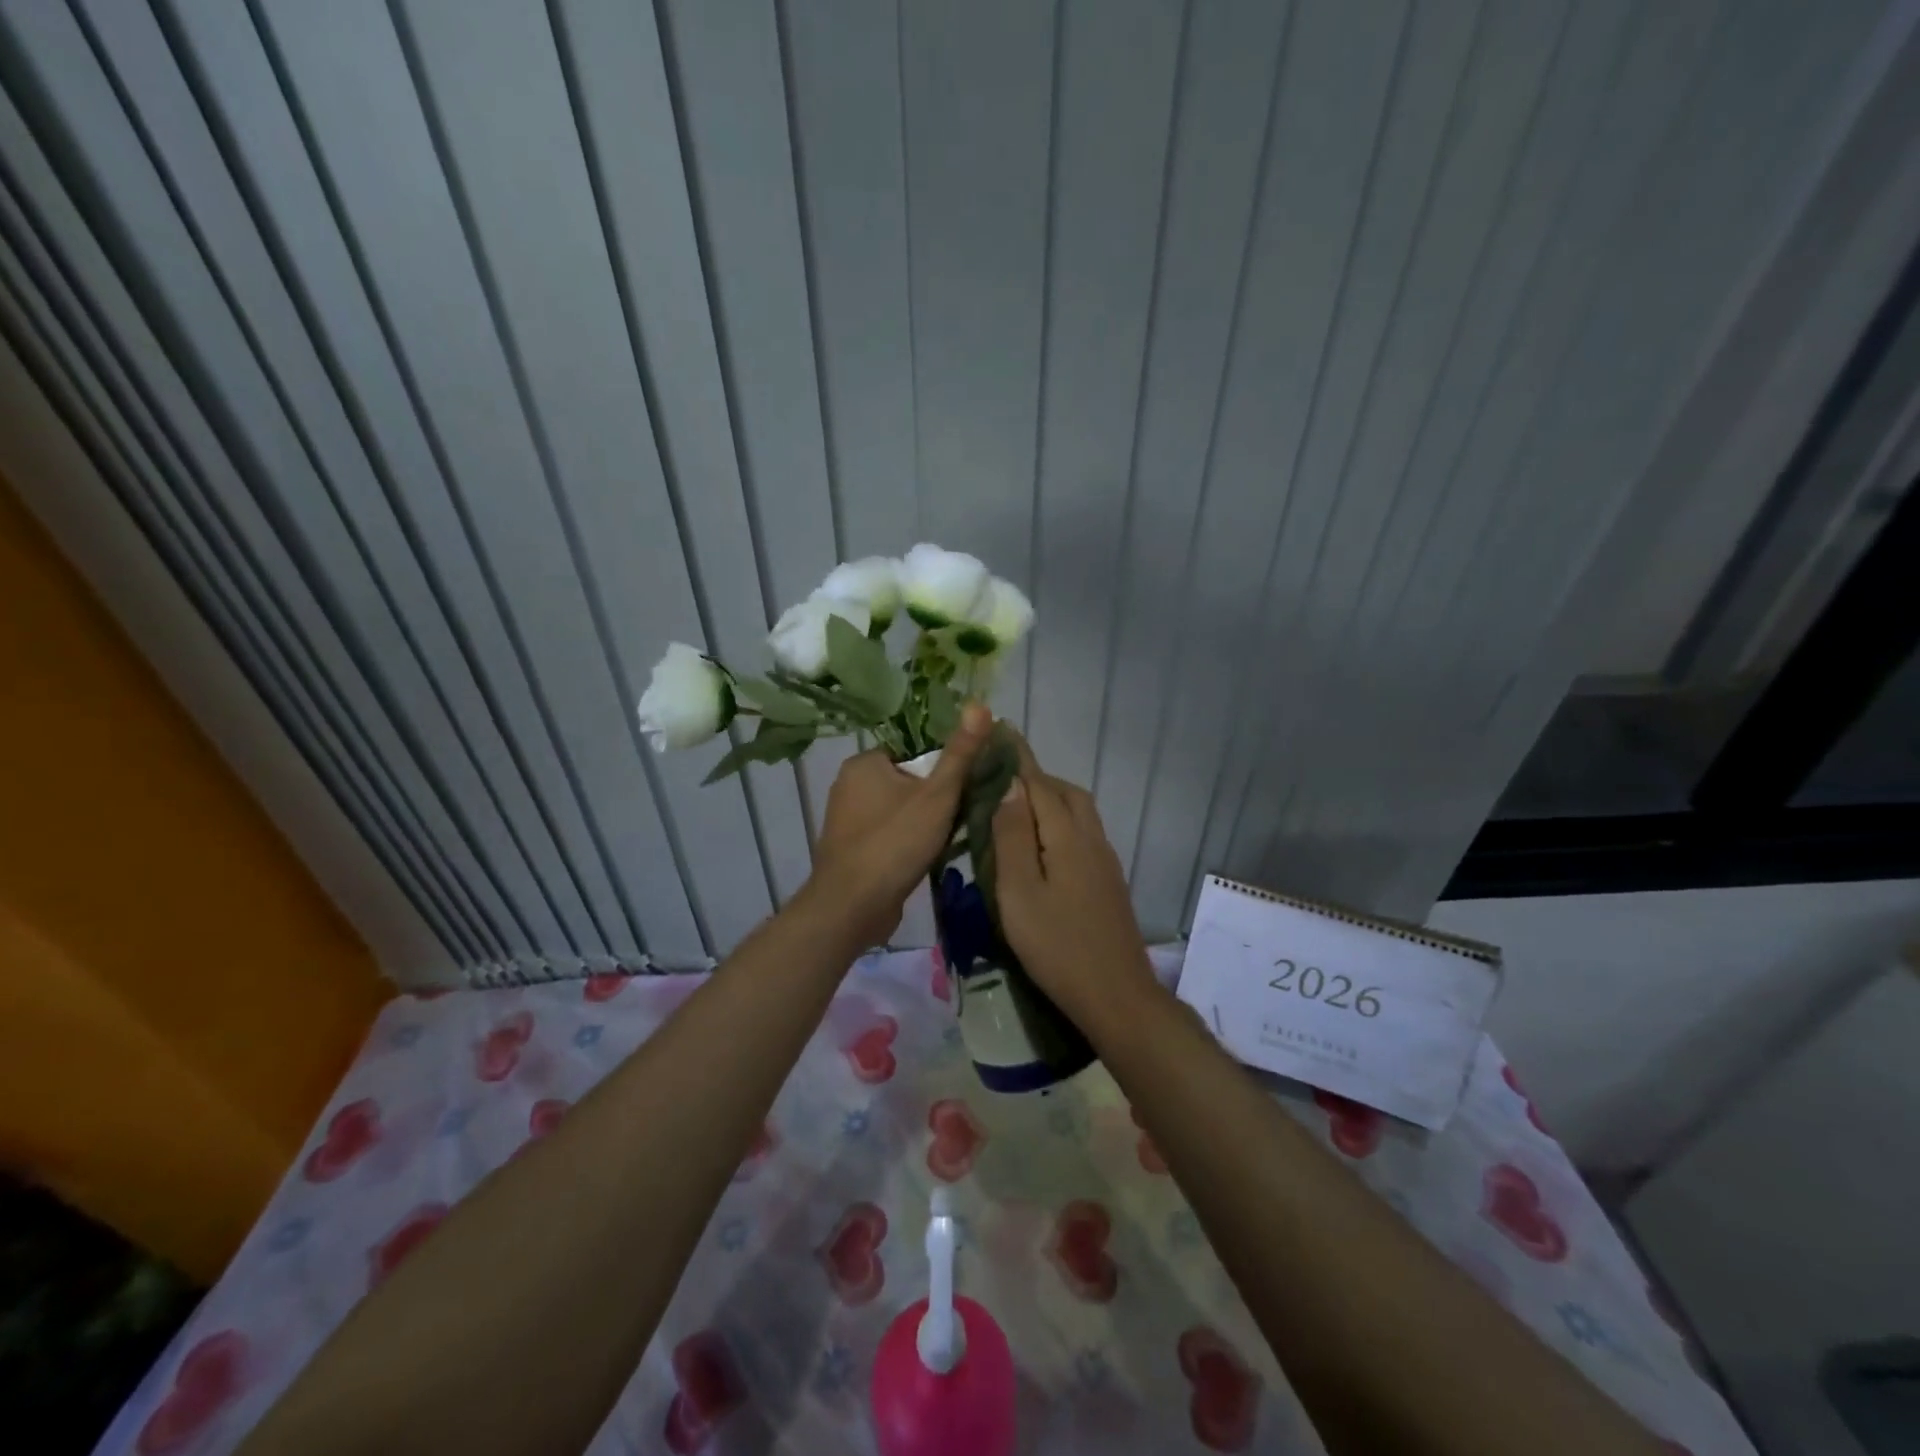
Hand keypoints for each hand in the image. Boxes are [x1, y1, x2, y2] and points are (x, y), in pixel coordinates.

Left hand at [804, 703, 992, 945]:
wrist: (851, 907)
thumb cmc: (894, 843)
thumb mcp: (937, 795)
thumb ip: (960, 753)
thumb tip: (981, 705)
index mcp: (864, 763)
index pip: (914, 751)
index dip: (944, 768)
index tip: (966, 787)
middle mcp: (849, 785)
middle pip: (909, 780)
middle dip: (937, 798)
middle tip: (962, 816)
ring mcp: (847, 819)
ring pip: (900, 809)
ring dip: (925, 822)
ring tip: (949, 839)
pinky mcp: (851, 849)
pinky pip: (889, 833)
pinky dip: (907, 841)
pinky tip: (926, 857)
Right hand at [989, 738, 1158, 1024]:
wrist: (1116, 995)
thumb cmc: (1057, 946)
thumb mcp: (1019, 893)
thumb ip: (1012, 837)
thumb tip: (1009, 787)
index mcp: (1067, 837)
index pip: (1040, 784)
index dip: (1019, 758)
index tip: (1001, 730)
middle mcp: (1091, 839)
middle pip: (1066, 793)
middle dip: (1035, 777)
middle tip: (1001, 778)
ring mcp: (1105, 861)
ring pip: (1078, 813)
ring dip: (1050, 799)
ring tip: (1017, 809)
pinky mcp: (1108, 881)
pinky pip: (1083, 833)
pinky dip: (1060, 822)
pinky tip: (1043, 845)